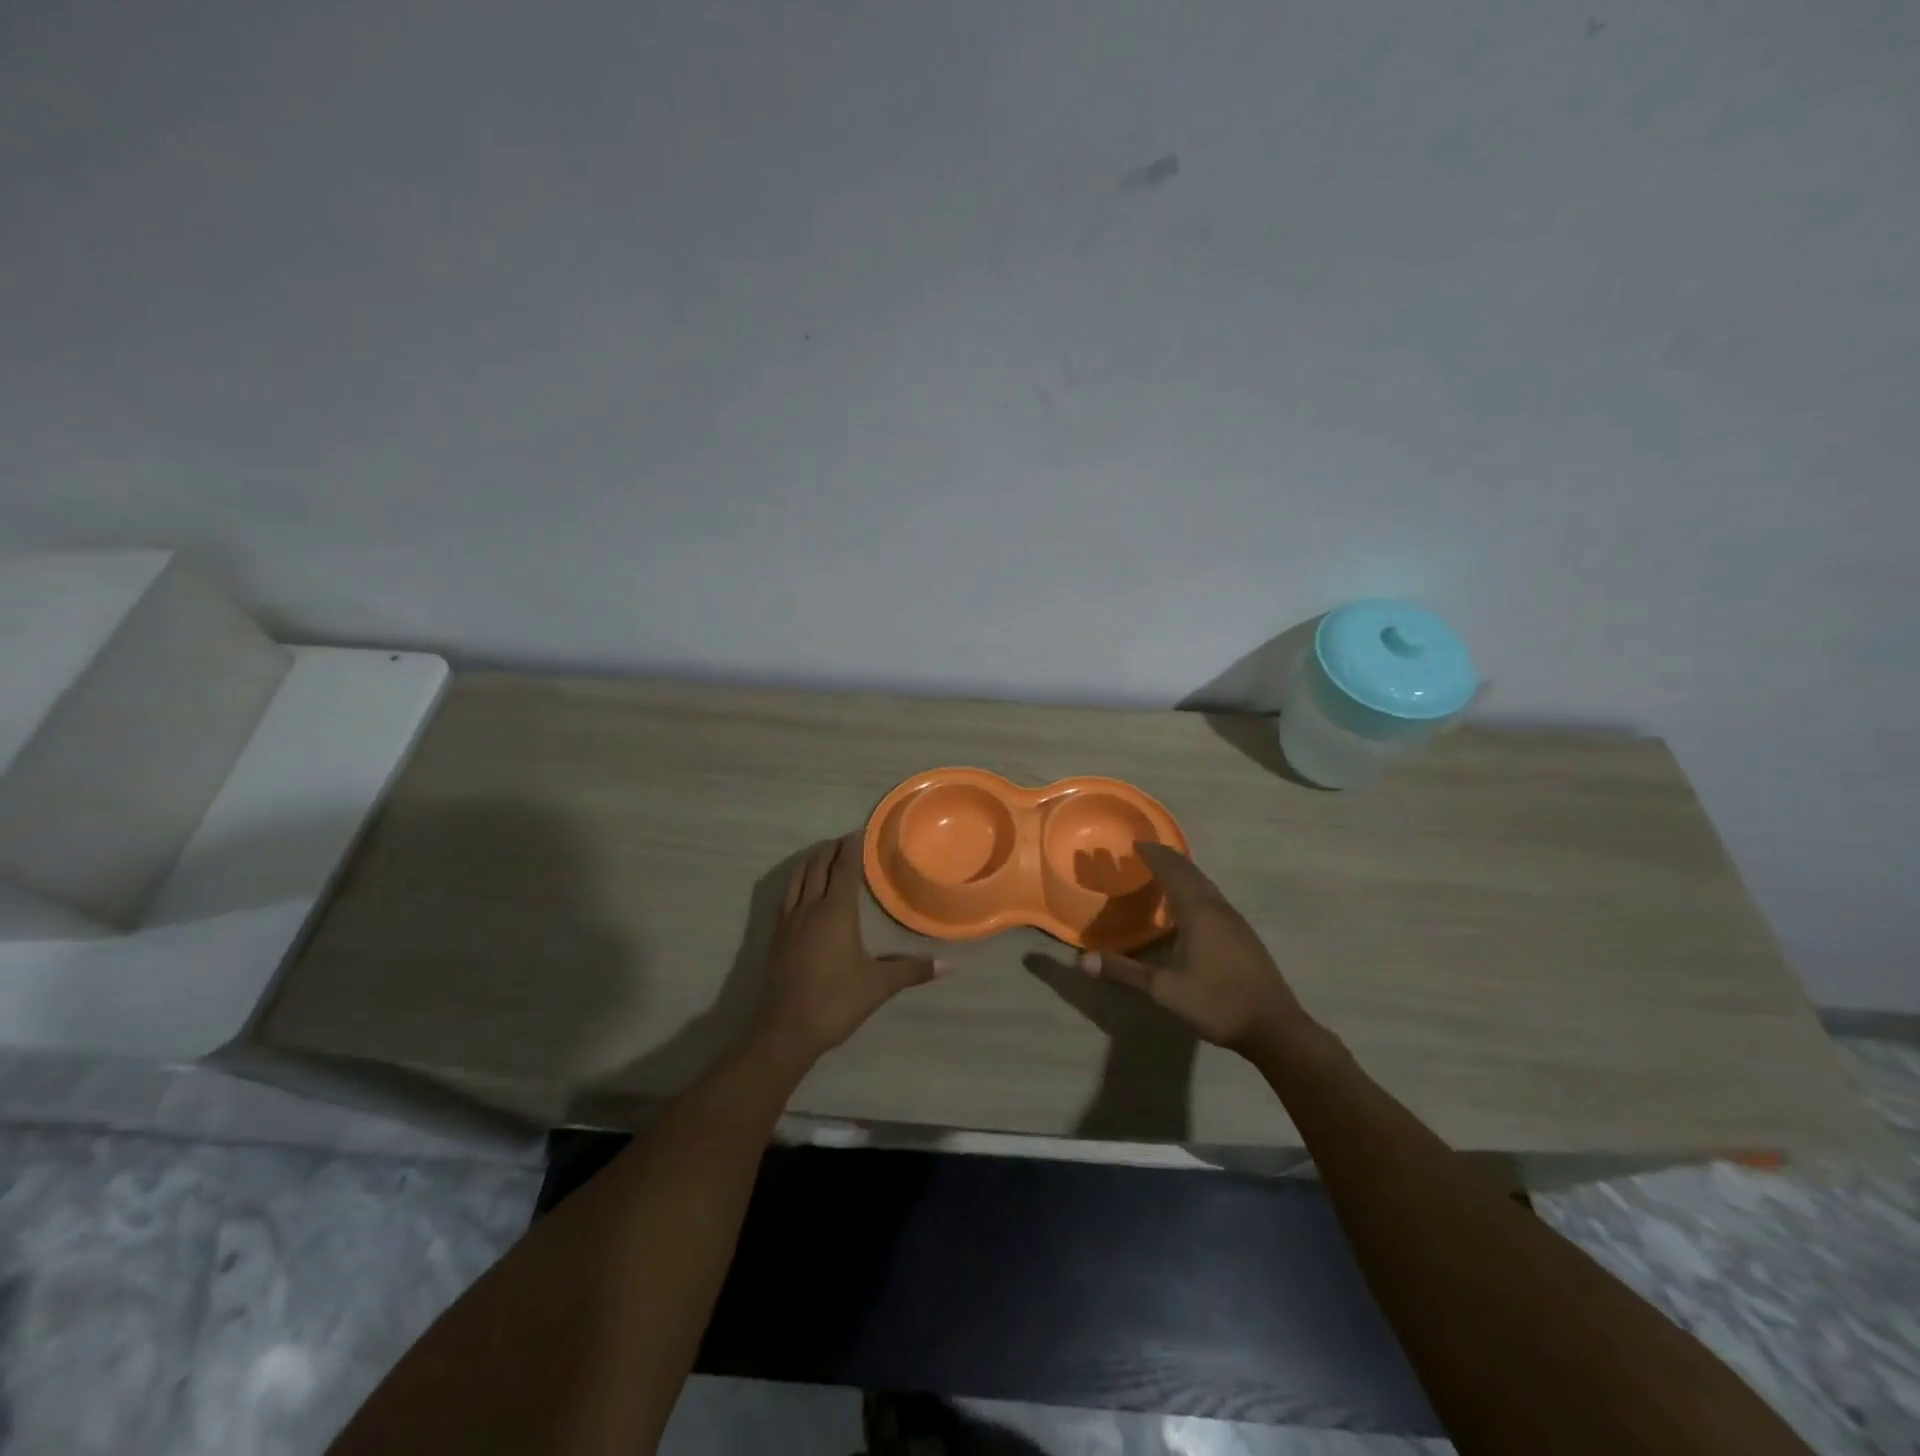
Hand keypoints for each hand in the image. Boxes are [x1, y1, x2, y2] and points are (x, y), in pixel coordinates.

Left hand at [752, 835, 948, 1064]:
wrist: (786, 1030)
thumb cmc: (836, 1001)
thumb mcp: (879, 985)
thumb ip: (912, 971)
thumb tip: (948, 965)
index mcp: (836, 912)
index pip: (844, 869)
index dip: (851, 849)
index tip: (859, 832)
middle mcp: (810, 908)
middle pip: (818, 867)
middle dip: (830, 850)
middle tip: (844, 841)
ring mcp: (789, 922)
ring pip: (797, 879)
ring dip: (811, 862)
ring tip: (822, 856)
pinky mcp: (777, 937)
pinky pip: (787, 897)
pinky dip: (797, 882)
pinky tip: (802, 891)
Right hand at [1080, 842, 1308, 1055]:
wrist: (1275, 1027)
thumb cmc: (1217, 1003)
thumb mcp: (1164, 990)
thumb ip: (1125, 972)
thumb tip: (1082, 960)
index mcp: (1198, 913)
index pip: (1173, 872)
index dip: (1154, 855)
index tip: (1136, 842)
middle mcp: (1218, 908)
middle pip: (1191, 872)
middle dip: (1168, 857)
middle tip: (1146, 849)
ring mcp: (1235, 921)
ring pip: (1206, 884)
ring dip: (1184, 871)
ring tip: (1164, 869)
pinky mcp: (1244, 934)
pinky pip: (1214, 897)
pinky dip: (1196, 888)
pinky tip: (1191, 904)